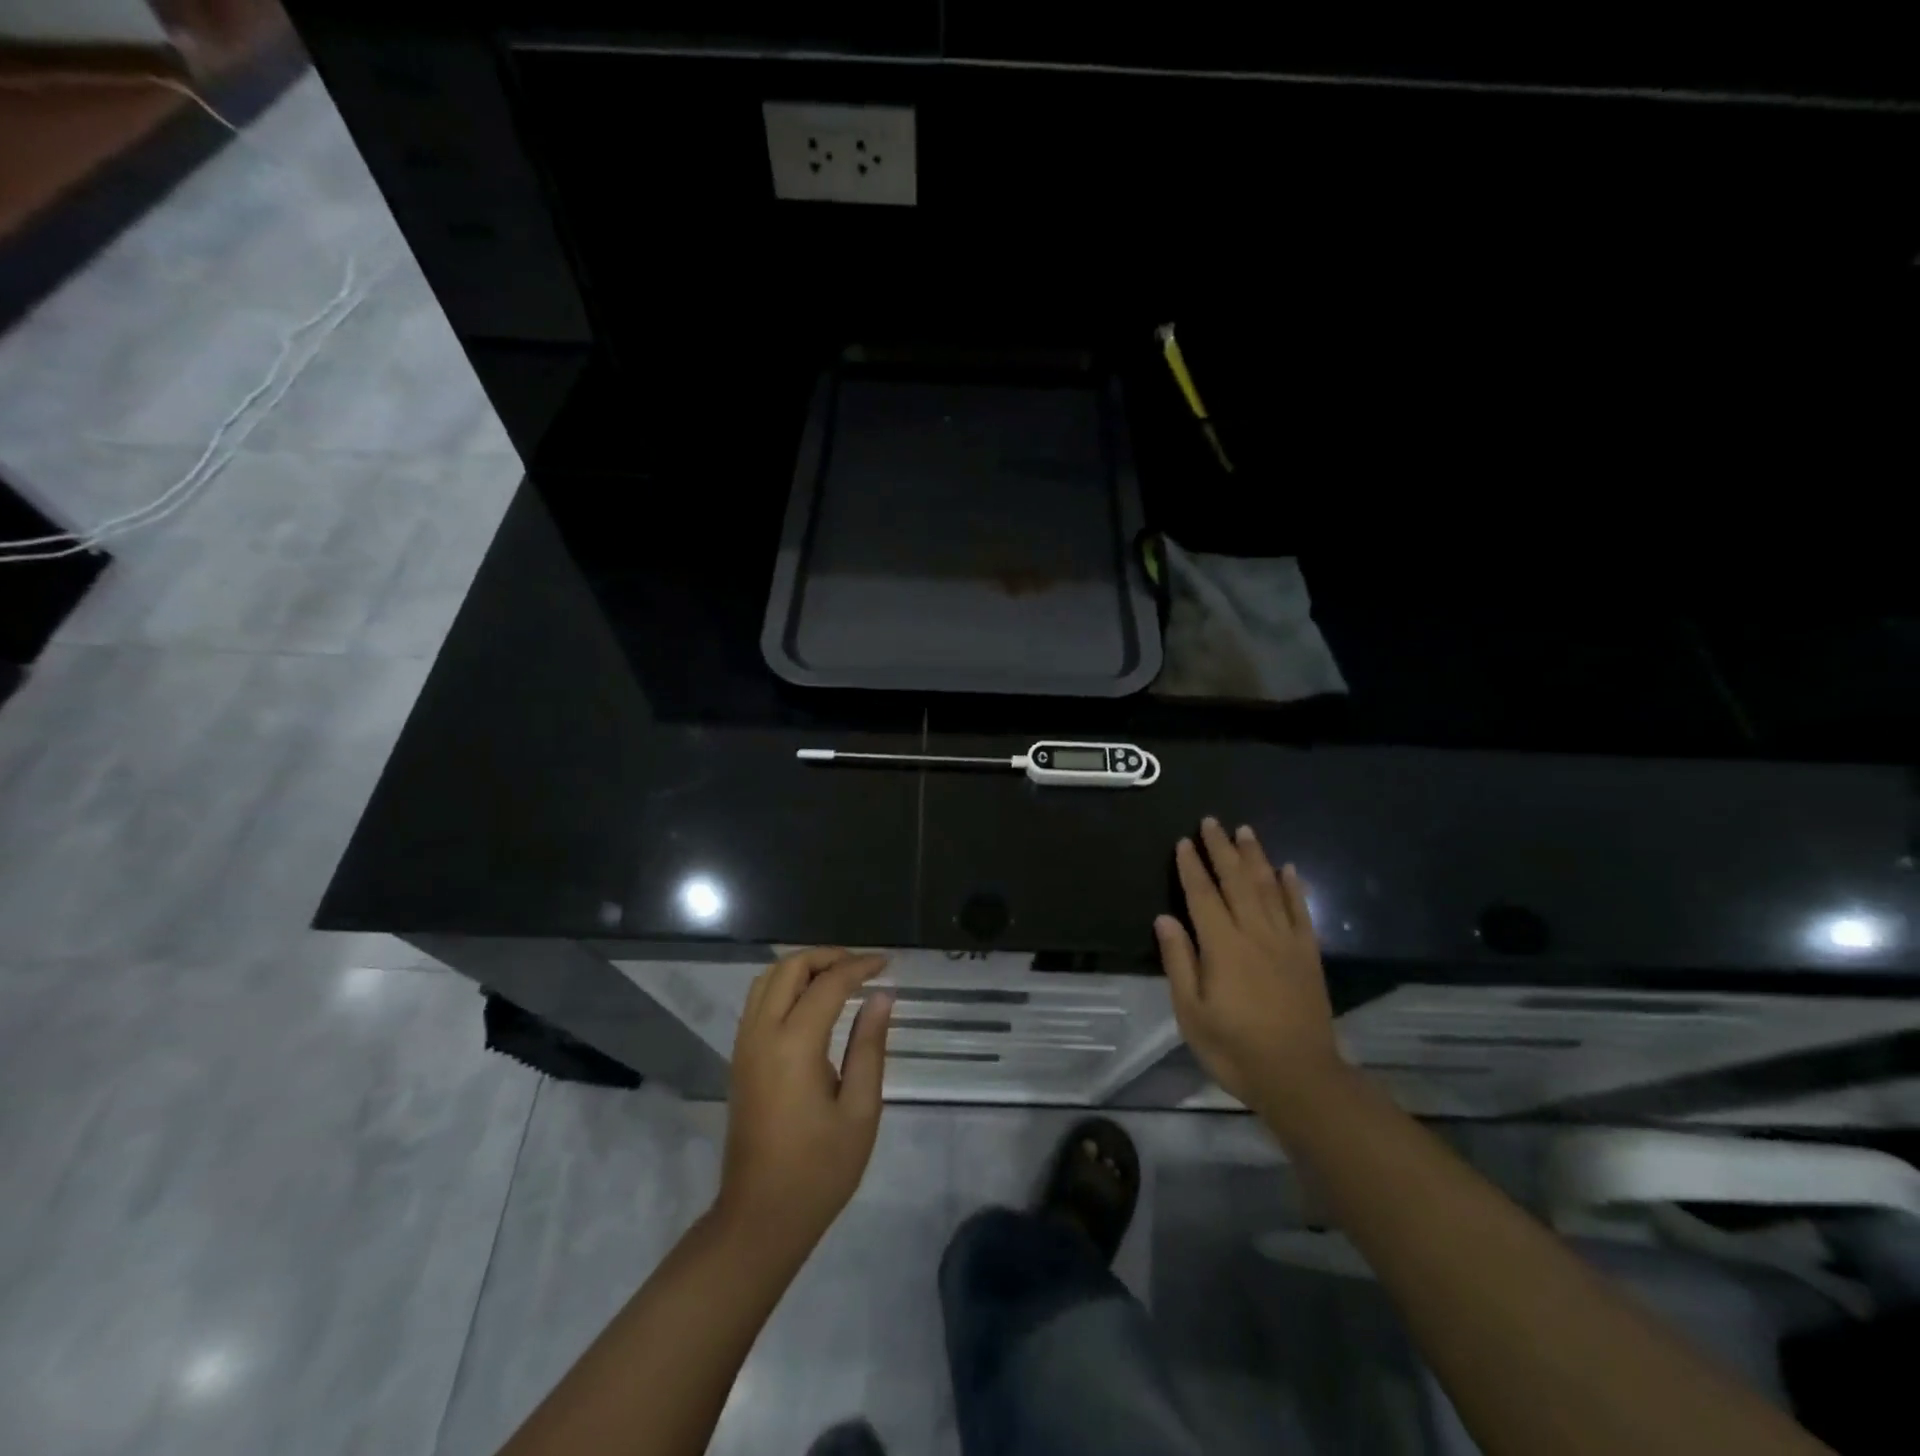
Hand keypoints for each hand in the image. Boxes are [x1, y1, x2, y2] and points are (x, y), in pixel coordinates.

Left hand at [716, 948, 893, 1251]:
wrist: (760, 1217)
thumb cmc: (819, 1169)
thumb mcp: (860, 1110)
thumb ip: (870, 1046)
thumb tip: (882, 996)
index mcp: (794, 1045)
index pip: (828, 984)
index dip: (859, 967)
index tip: (887, 964)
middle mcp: (762, 1034)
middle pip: (789, 968)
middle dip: (827, 957)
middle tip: (862, 967)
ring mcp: (744, 1045)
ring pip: (768, 979)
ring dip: (803, 968)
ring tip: (840, 978)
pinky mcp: (739, 1058)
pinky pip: (759, 1000)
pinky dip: (786, 986)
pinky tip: (813, 1003)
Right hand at [1154, 819, 1343, 1121]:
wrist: (1300, 1077)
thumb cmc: (1235, 1048)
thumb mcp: (1191, 1013)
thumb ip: (1179, 961)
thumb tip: (1165, 919)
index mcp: (1222, 946)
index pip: (1202, 895)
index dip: (1191, 867)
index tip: (1183, 842)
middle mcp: (1255, 934)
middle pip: (1236, 881)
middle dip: (1221, 849)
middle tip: (1211, 822)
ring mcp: (1286, 942)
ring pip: (1269, 888)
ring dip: (1255, 857)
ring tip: (1245, 831)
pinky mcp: (1308, 956)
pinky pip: (1300, 912)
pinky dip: (1293, 887)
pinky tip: (1287, 868)